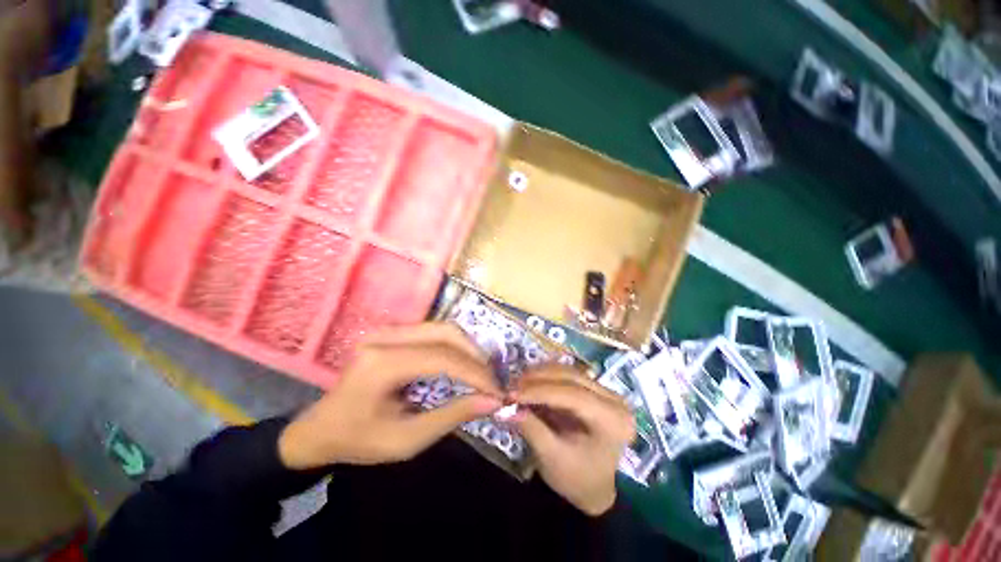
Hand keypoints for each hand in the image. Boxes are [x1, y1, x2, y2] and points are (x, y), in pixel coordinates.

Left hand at [279, 323, 502, 468]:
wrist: (320, 429)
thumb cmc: (359, 441)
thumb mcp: (407, 440)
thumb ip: (452, 416)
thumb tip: (493, 400)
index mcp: (381, 365)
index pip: (441, 358)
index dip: (475, 373)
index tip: (497, 390)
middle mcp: (384, 337)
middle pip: (445, 333)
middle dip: (475, 355)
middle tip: (492, 379)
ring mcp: (386, 330)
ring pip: (442, 328)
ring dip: (467, 348)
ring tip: (482, 371)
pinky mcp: (392, 332)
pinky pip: (433, 332)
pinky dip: (454, 346)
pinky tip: (464, 362)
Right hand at [512, 366, 634, 515]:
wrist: (595, 488)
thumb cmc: (577, 480)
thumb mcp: (552, 458)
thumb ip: (531, 428)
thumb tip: (505, 408)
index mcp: (612, 420)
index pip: (572, 395)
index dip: (539, 391)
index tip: (512, 393)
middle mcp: (615, 399)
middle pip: (571, 377)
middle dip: (538, 379)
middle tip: (512, 385)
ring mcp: (606, 392)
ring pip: (569, 371)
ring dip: (541, 374)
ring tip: (518, 382)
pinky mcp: (595, 389)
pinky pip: (568, 376)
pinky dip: (547, 377)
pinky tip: (530, 381)